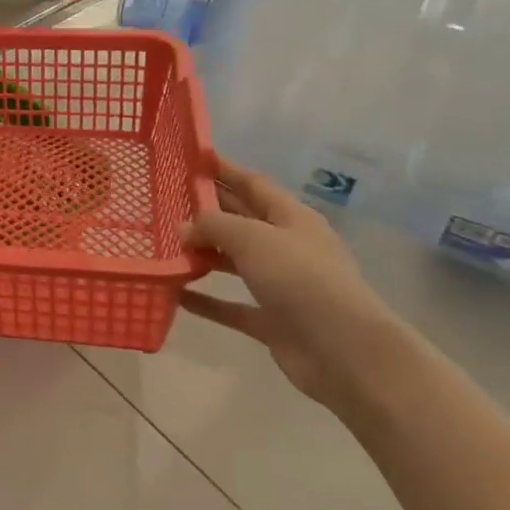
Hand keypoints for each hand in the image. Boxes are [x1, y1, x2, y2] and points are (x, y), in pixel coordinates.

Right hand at [180, 157, 408, 412]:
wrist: (345, 352)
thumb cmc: (301, 278)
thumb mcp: (253, 238)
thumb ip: (213, 225)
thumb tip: (182, 227)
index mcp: (292, 217)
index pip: (253, 184)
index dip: (224, 169)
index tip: (192, 158)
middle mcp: (287, 246)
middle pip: (242, 220)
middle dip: (208, 209)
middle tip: (165, 200)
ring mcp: (280, 285)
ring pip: (234, 262)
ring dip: (203, 254)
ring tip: (164, 245)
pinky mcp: (272, 321)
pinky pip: (231, 305)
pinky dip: (206, 300)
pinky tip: (176, 294)